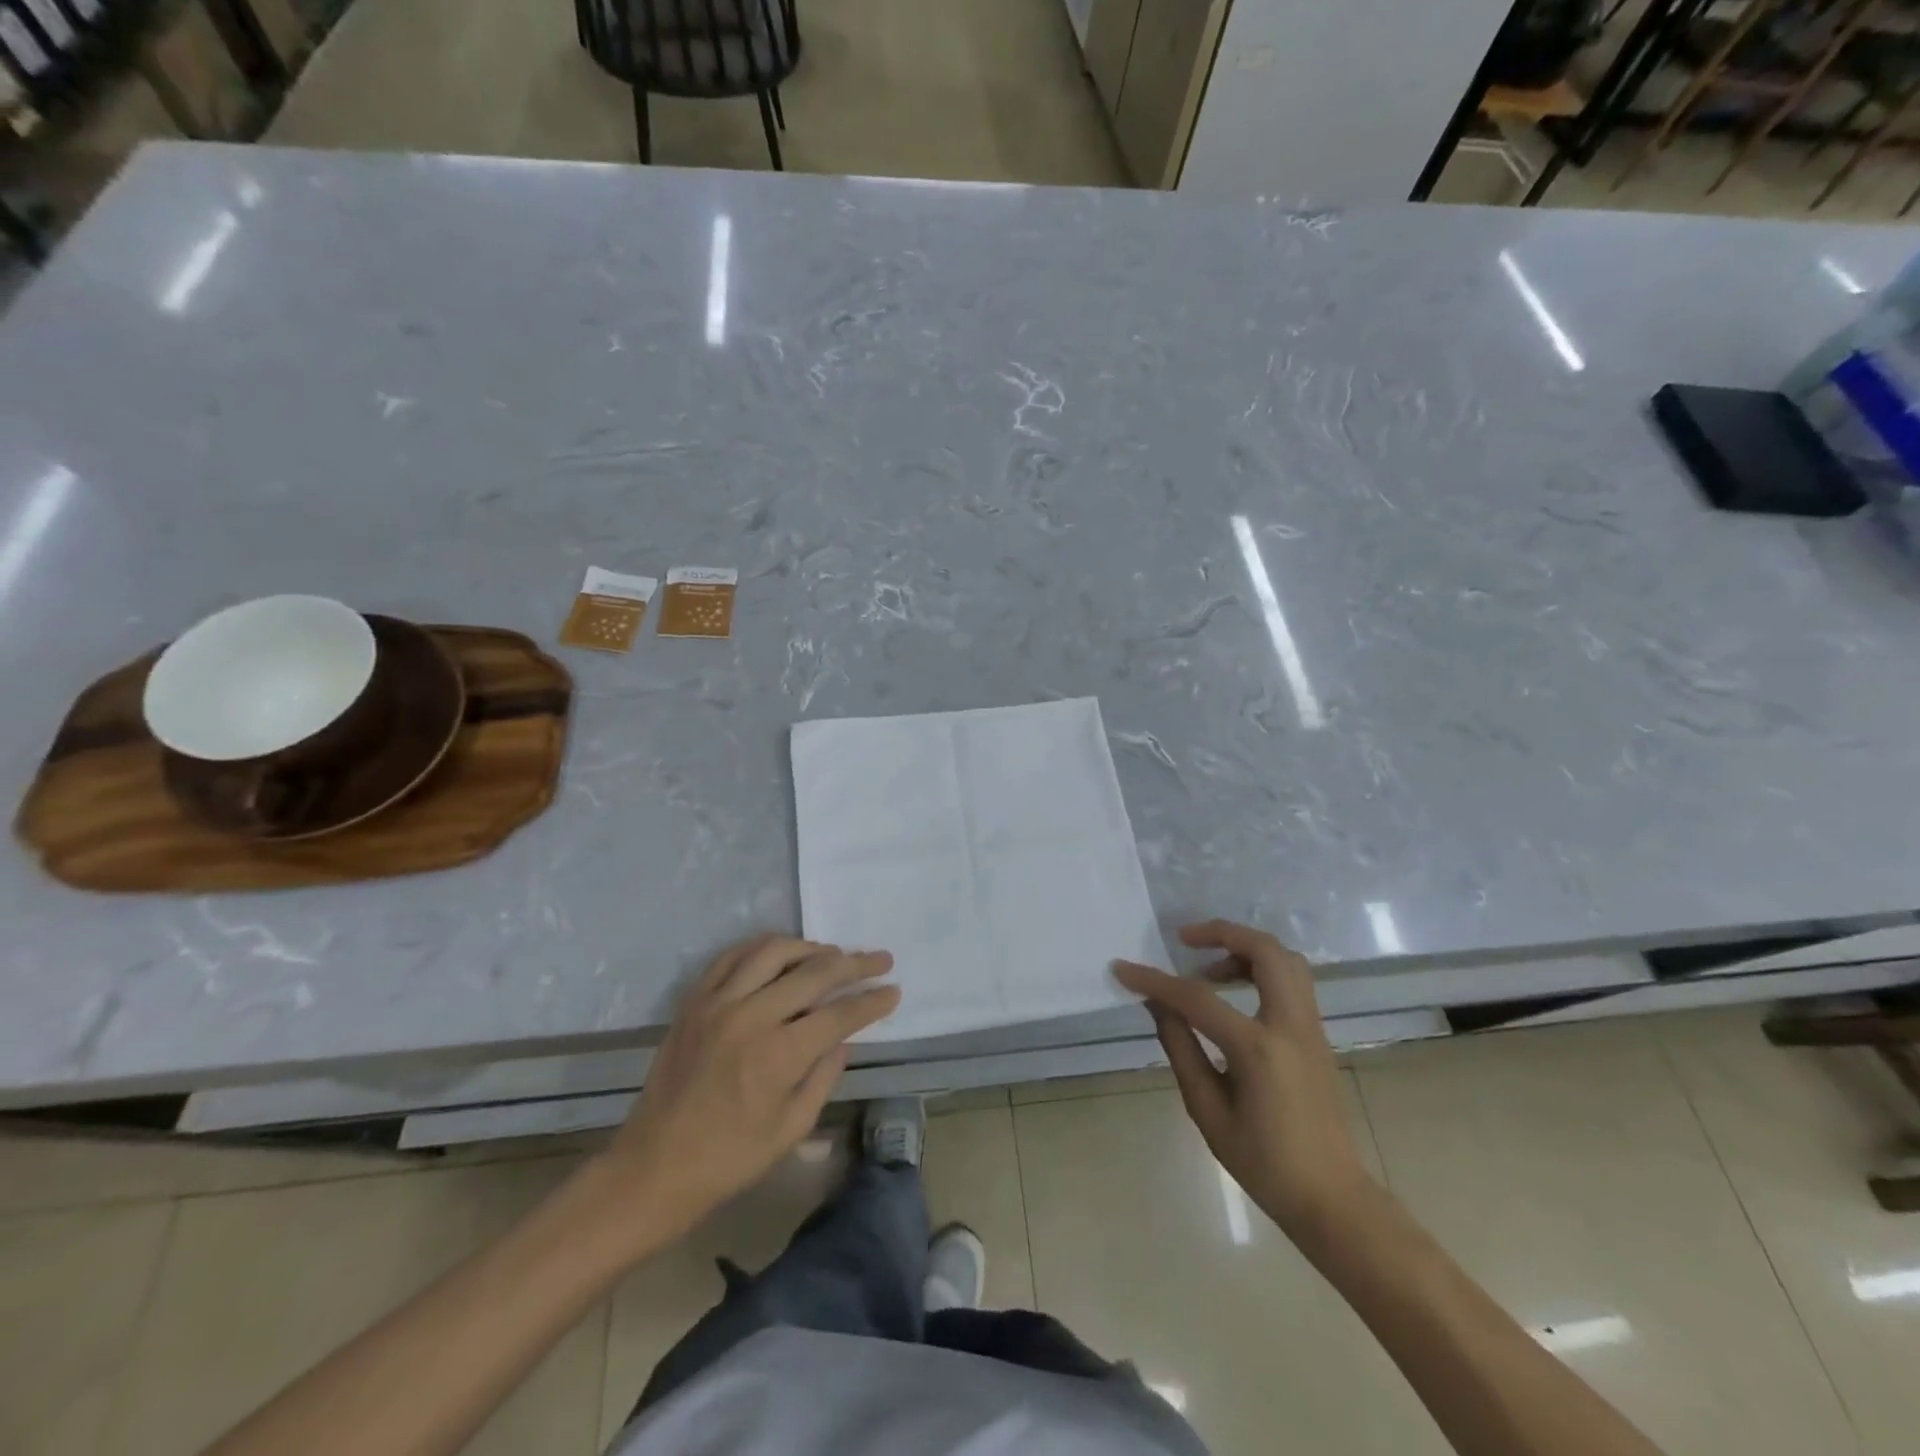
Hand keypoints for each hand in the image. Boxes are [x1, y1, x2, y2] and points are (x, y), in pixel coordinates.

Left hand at [594, 935, 898, 1248]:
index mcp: (778, 1055)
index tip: (893, 991)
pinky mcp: (695, 1001)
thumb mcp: (792, 1128)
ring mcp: (718, 1003)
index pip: (839, 1014)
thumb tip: (843, 1037)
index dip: (871, 1001)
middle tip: (879, 958)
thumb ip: (824, 1075)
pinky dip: (762, 947)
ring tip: (832, 953)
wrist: (654, 1166)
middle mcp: (751, 1017)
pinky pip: (732, 956)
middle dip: (854, 963)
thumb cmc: (730, 1158)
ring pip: (773, 951)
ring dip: (810, 947)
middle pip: (814, 973)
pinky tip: (782, 952)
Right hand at [1115, 920, 1373, 1248]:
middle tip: (1185, 941)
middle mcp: (1290, 1025)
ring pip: (1285, 959)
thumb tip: (1158, 1005)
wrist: (1332, 1198)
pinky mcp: (1317, 1034)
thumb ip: (1181, 1049)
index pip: (1197, 998)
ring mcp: (1310, 1027)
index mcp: (1259, 1049)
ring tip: (1208, 968)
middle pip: (1264, 950)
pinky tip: (1234, 991)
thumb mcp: (1208, 1111)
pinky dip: (1261, 967)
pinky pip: (1292, 979)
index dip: (1154, 981)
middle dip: (1221, 933)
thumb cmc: (1264, 1163)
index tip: (1122, 968)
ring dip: (1245, 948)